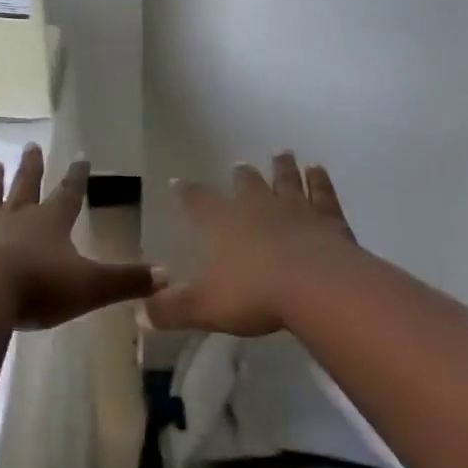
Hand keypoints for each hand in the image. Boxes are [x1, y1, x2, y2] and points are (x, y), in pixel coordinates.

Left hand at [0, 144, 158, 328]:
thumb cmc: (37, 287)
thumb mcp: (90, 287)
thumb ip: (126, 281)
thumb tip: (166, 274)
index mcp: (51, 223)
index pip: (68, 194)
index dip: (76, 177)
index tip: (80, 157)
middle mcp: (17, 217)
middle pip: (26, 186)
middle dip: (32, 167)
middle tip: (31, 145)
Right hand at [145, 152, 361, 337]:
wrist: (315, 286)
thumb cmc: (255, 294)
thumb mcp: (205, 306)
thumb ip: (172, 309)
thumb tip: (141, 313)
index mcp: (225, 224)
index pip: (199, 203)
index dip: (187, 193)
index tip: (178, 181)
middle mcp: (258, 207)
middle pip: (248, 184)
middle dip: (242, 176)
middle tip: (241, 164)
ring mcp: (295, 209)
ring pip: (286, 180)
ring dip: (282, 167)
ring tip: (282, 153)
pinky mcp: (327, 218)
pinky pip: (321, 193)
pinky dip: (319, 180)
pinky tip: (318, 170)